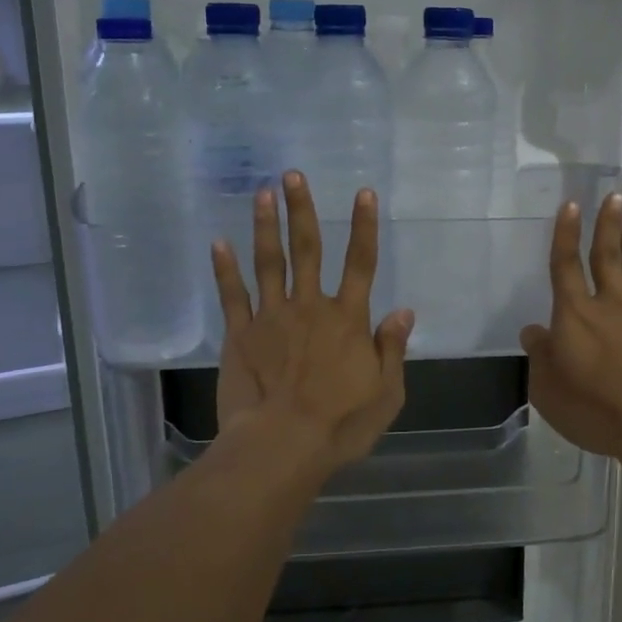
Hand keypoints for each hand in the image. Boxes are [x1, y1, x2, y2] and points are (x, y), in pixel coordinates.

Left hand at [211, 172, 413, 477]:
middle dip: (301, 209)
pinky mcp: (240, 335)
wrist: (281, 447)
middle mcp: (310, 307)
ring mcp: (271, 318)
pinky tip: (218, 242)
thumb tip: (402, 311)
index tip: (363, 193)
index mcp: (347, 319)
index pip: (361, 263)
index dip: (364, 227)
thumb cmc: (340, 425)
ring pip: (268, 263)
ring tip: (262, 193)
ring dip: (265, 226)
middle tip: (292, 175)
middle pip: (307, 249)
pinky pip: (232, 295)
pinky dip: (225, 269)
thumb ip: (392, 348)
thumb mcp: (386, 393)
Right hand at [519, 195, 621, 464]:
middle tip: (616, 195)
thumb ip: (540, 357)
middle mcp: (610, 307)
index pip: (565, 266)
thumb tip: (532, 331)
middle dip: (607, 225)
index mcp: (575, 316)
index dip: (566, 234)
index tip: (571, 204)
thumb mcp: (548, 391)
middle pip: (606, 259)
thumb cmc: (596, 410)